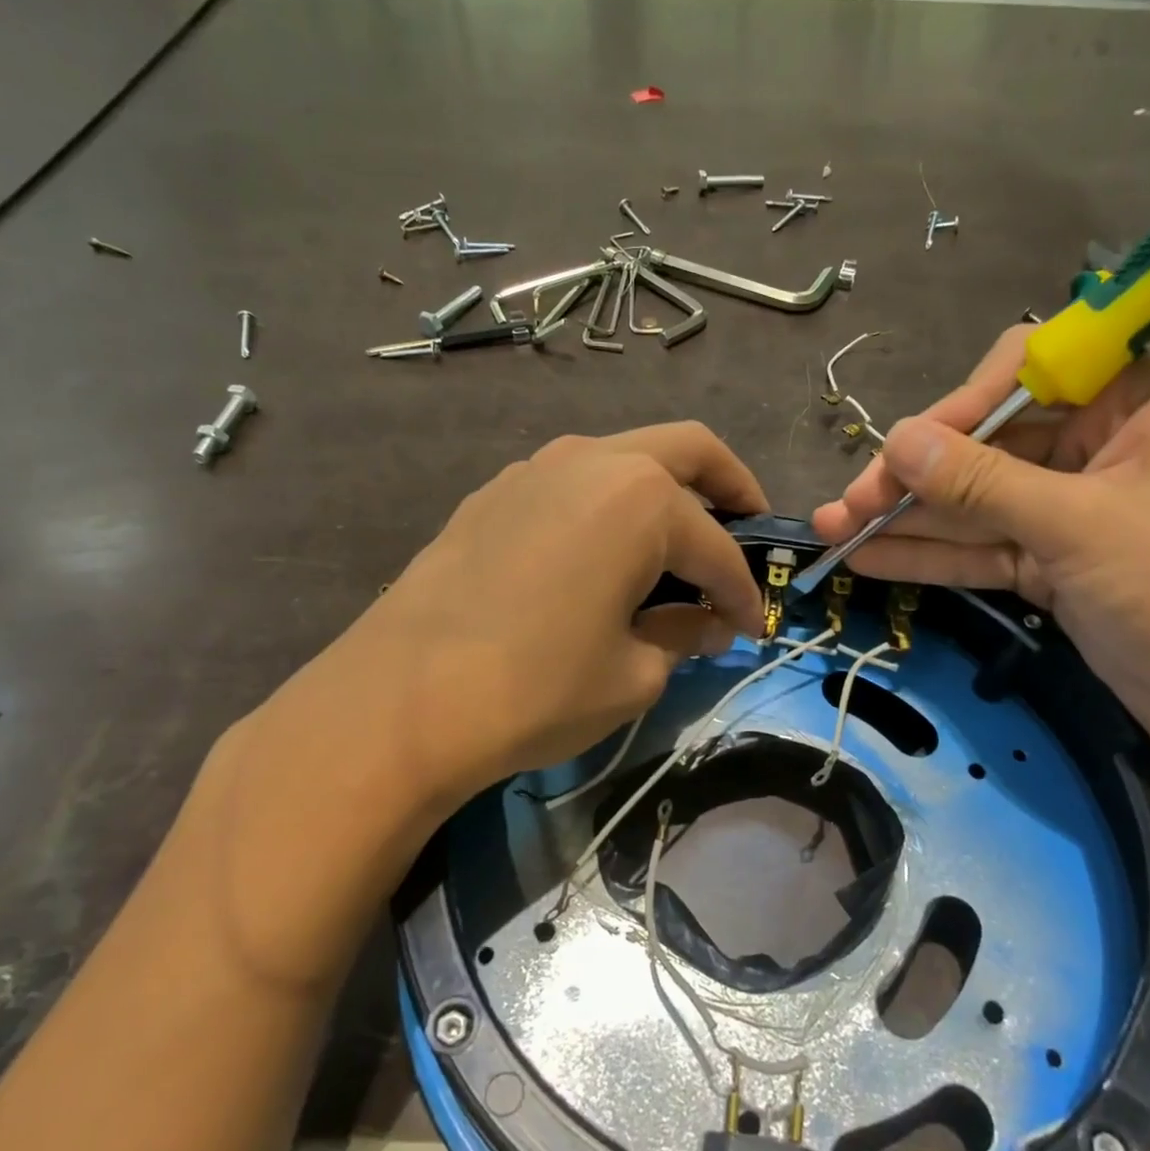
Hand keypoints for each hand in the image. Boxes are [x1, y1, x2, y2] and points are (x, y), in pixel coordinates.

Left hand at [265, 422, 765, 809]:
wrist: (401, 700)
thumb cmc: (537, 689)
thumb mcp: (633, 674)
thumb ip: (681, 636)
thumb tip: (707, 624)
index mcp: (642, 500)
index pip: (717, 547)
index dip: (742, 591)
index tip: (749, 627)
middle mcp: (593, 461)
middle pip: (688, 450)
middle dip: (731, 487)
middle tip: (747, 529)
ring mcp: (535, 469)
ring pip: (625, 458)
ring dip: (664, 492)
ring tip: (673, 547)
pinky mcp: (494, 493)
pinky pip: (573, 483)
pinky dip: (608, 506)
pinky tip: (601, 555)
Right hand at [813, 325, 1149, 758]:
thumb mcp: (1079, 528)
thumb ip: (980, 482)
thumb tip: (895, 439)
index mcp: (1137, 402)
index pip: (1027, 375)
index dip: (958, 407)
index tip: (901, 449)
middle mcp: (1102, 446)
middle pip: (988, 446)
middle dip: (915, 479)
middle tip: (847, 507)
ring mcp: (1075, 510)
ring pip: (978, 503)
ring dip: (909, 520)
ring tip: (835, 533)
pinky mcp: (1057, 564)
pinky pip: (986, 547)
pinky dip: (934, 555)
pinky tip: (871, 558)